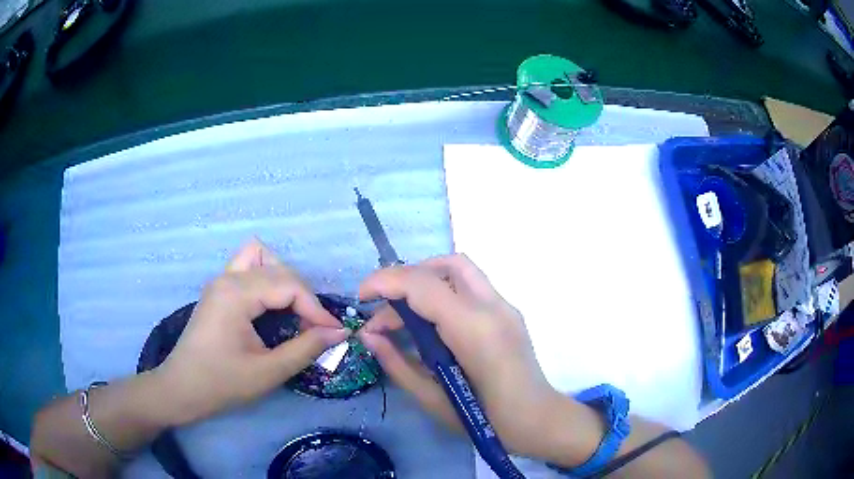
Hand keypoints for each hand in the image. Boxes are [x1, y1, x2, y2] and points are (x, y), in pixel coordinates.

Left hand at [155, 238, 349, 424]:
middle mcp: (228, 277)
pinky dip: (266, 278)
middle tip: (313, 327)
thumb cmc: (222, 383)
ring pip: (260, 256)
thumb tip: (338, 332)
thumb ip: (306, 348)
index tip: (334, 333)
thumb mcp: (268, 371)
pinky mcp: (218, 290)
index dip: (316, 309)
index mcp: (236, 293)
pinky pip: (247, 267)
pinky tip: (271, 305)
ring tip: (293, 310)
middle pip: (278, 268)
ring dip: (282, 278)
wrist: (182, 389)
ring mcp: (220, 281)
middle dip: (303, 296)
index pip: (289, 285)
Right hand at [357, 254, 574, 457]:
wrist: (536, 420)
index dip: (385, 281)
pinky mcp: (509, 312)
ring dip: (425, 281)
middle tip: (383, 310)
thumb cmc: (483, 419)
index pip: (423, 284)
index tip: (361, 296)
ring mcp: (505, 306)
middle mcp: (492, 306)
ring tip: (402, 317)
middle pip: (444, 265)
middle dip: (406, 277)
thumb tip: (368, 336)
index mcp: (473, 329)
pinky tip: (431, 322)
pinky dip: (443, 291)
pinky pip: (471, 286)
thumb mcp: (431, 397)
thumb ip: (397, 362)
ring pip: (460, 270)